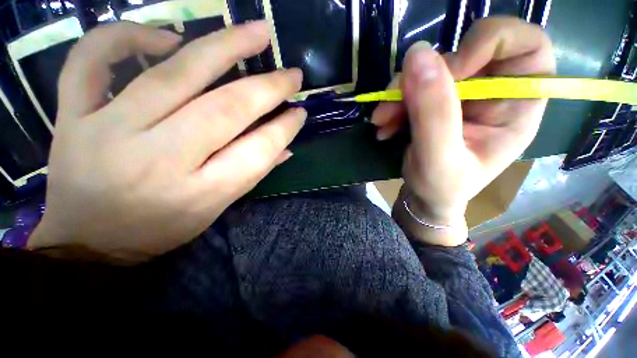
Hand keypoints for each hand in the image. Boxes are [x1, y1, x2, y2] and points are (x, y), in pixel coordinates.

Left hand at [28, 21, 305, 261]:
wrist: (87, 241)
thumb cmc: (158, 230)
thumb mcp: (215, 210)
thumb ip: (252, 174)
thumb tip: (285, 147)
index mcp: (199, 193)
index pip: (256, 151)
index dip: (284, 129)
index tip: (300, 111)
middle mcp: (158, 159)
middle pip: (225, 110)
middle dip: (267, 88)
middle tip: (292, 73)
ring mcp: (108, 131)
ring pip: (172, 74)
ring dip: (224, 47)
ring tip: (256, 31)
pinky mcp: (73, 115)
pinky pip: (93, 59)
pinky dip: (128, 35)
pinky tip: (167, 37)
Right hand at [374, 17, 554, 245]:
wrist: (425, 196)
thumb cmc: (441, 188)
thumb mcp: (438, 159)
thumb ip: (433, 113)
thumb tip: (418, 54)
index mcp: (519, 106)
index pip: (527, 45)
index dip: (488, 43)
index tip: (448, 73)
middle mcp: (495, 91)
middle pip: (466, 52)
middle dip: (423, 76)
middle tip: (392, 105)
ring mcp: (463, 94)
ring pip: (432, 68)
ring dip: (400, 92)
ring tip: (381, 120)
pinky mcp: (437, 100)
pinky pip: (413, 84)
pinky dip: (394, 101)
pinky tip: (384, 124)